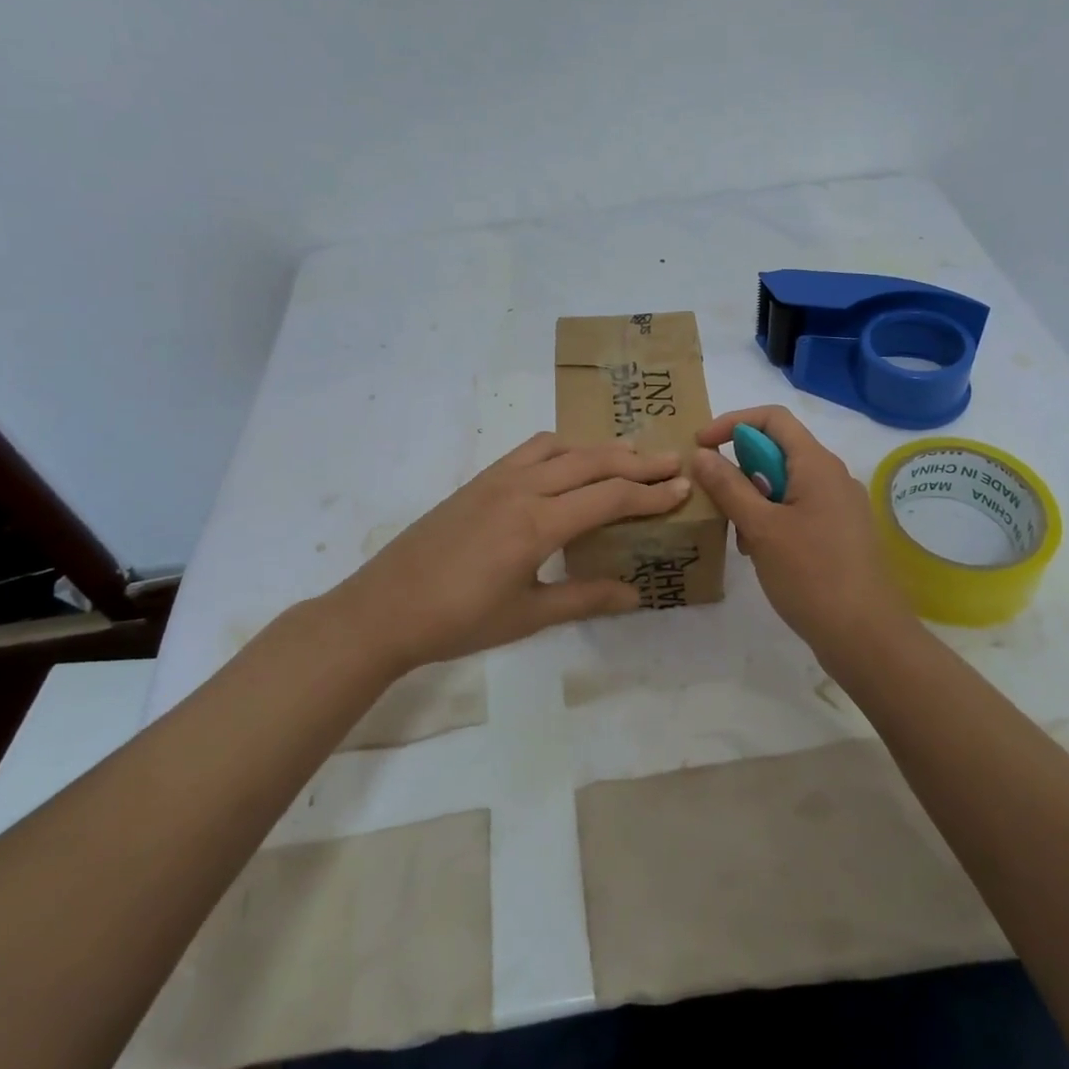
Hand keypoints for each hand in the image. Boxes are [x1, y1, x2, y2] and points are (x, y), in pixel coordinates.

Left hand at [320, 432, 691, 671]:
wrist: (385, 608)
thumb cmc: (458, 620)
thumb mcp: (527, 616)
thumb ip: (583, 598)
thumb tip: (635, 594)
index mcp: (538, 525)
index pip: (609, 497)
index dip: (650, 493)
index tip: (683, 486)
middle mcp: (522, 489)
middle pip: (592, 462)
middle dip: (637, 461)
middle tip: (672, 461)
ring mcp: (498, 479)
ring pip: (562, 447)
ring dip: (600, 448)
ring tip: (629, 455)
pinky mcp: (480, 480)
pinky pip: (530, 450)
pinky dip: (563, 448)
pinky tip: (570, 462)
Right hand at [693, 405, 912, 655]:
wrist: (867, 637)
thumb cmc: (812, 575)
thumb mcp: (761, 528)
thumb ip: (729, 487)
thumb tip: (702, 453)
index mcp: (817, 464)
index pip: (773, 418)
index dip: (732, 422)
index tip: (701, 446)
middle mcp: (832, 477)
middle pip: (778, 451)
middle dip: (740, 467)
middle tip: (713, 497)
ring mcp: (839, 507)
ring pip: (786, 483)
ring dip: (753, 497)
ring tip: (737, 534)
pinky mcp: (840, 534)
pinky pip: (798, 509)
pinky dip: (772, 518)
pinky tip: (759, 552)